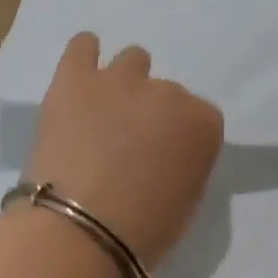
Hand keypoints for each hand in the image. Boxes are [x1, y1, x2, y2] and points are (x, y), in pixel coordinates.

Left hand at [22, 32, 224, 269]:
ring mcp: (120, 80)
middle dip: (150, 114)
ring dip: (124, 84)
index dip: (179, 138)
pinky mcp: (75, 78)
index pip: (200, 117)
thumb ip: (186, 162)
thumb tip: (166, 153)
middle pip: (164, 92)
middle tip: (128, 146)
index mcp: (202, 122)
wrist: (79, 231)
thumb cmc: (143, 231)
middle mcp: (167, 91)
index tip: (164, 160)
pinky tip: (81, 76)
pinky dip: (85, 55)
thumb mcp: (188, 200)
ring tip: (104, 112)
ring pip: (131, 61)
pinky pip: (82, 46)